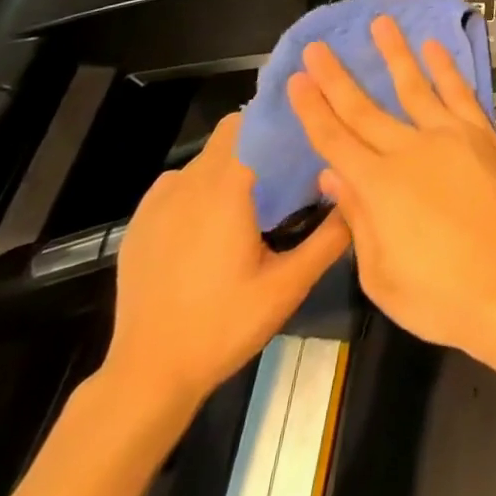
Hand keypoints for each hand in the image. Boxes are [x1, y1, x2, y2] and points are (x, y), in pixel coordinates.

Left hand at [101, 111, 349, 411]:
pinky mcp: (140, 222)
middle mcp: (191, 182)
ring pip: (204, 157)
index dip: (280, 118)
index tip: (306, 125)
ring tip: (252, 197)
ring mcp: (159, 201)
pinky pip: (177, 183)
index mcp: (227, 188)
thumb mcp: (287, 287)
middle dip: (259, 139)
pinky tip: (210, 224)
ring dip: (229, 164)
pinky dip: (198, 188)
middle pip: (230, 132)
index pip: (254, 123)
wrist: (147, 377)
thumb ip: (328, 238)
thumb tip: (356, 196)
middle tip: (286, 166)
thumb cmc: (222, 327)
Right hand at [287, 17, 495, 399]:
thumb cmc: (439, 295)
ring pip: (414, 85)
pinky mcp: (480, 135)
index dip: (313, 109)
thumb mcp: (380, 274)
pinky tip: (434, 47)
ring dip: (395, 53)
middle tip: (319, 46)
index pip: (335, 140)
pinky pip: (459, 93)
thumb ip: (357, 217)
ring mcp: (448, 136)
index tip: (298, 79)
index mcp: (379, 186)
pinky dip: (446, 68)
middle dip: (337, 77)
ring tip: (380, 22)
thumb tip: (333, 172)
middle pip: (365, 108)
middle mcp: (409, 150)